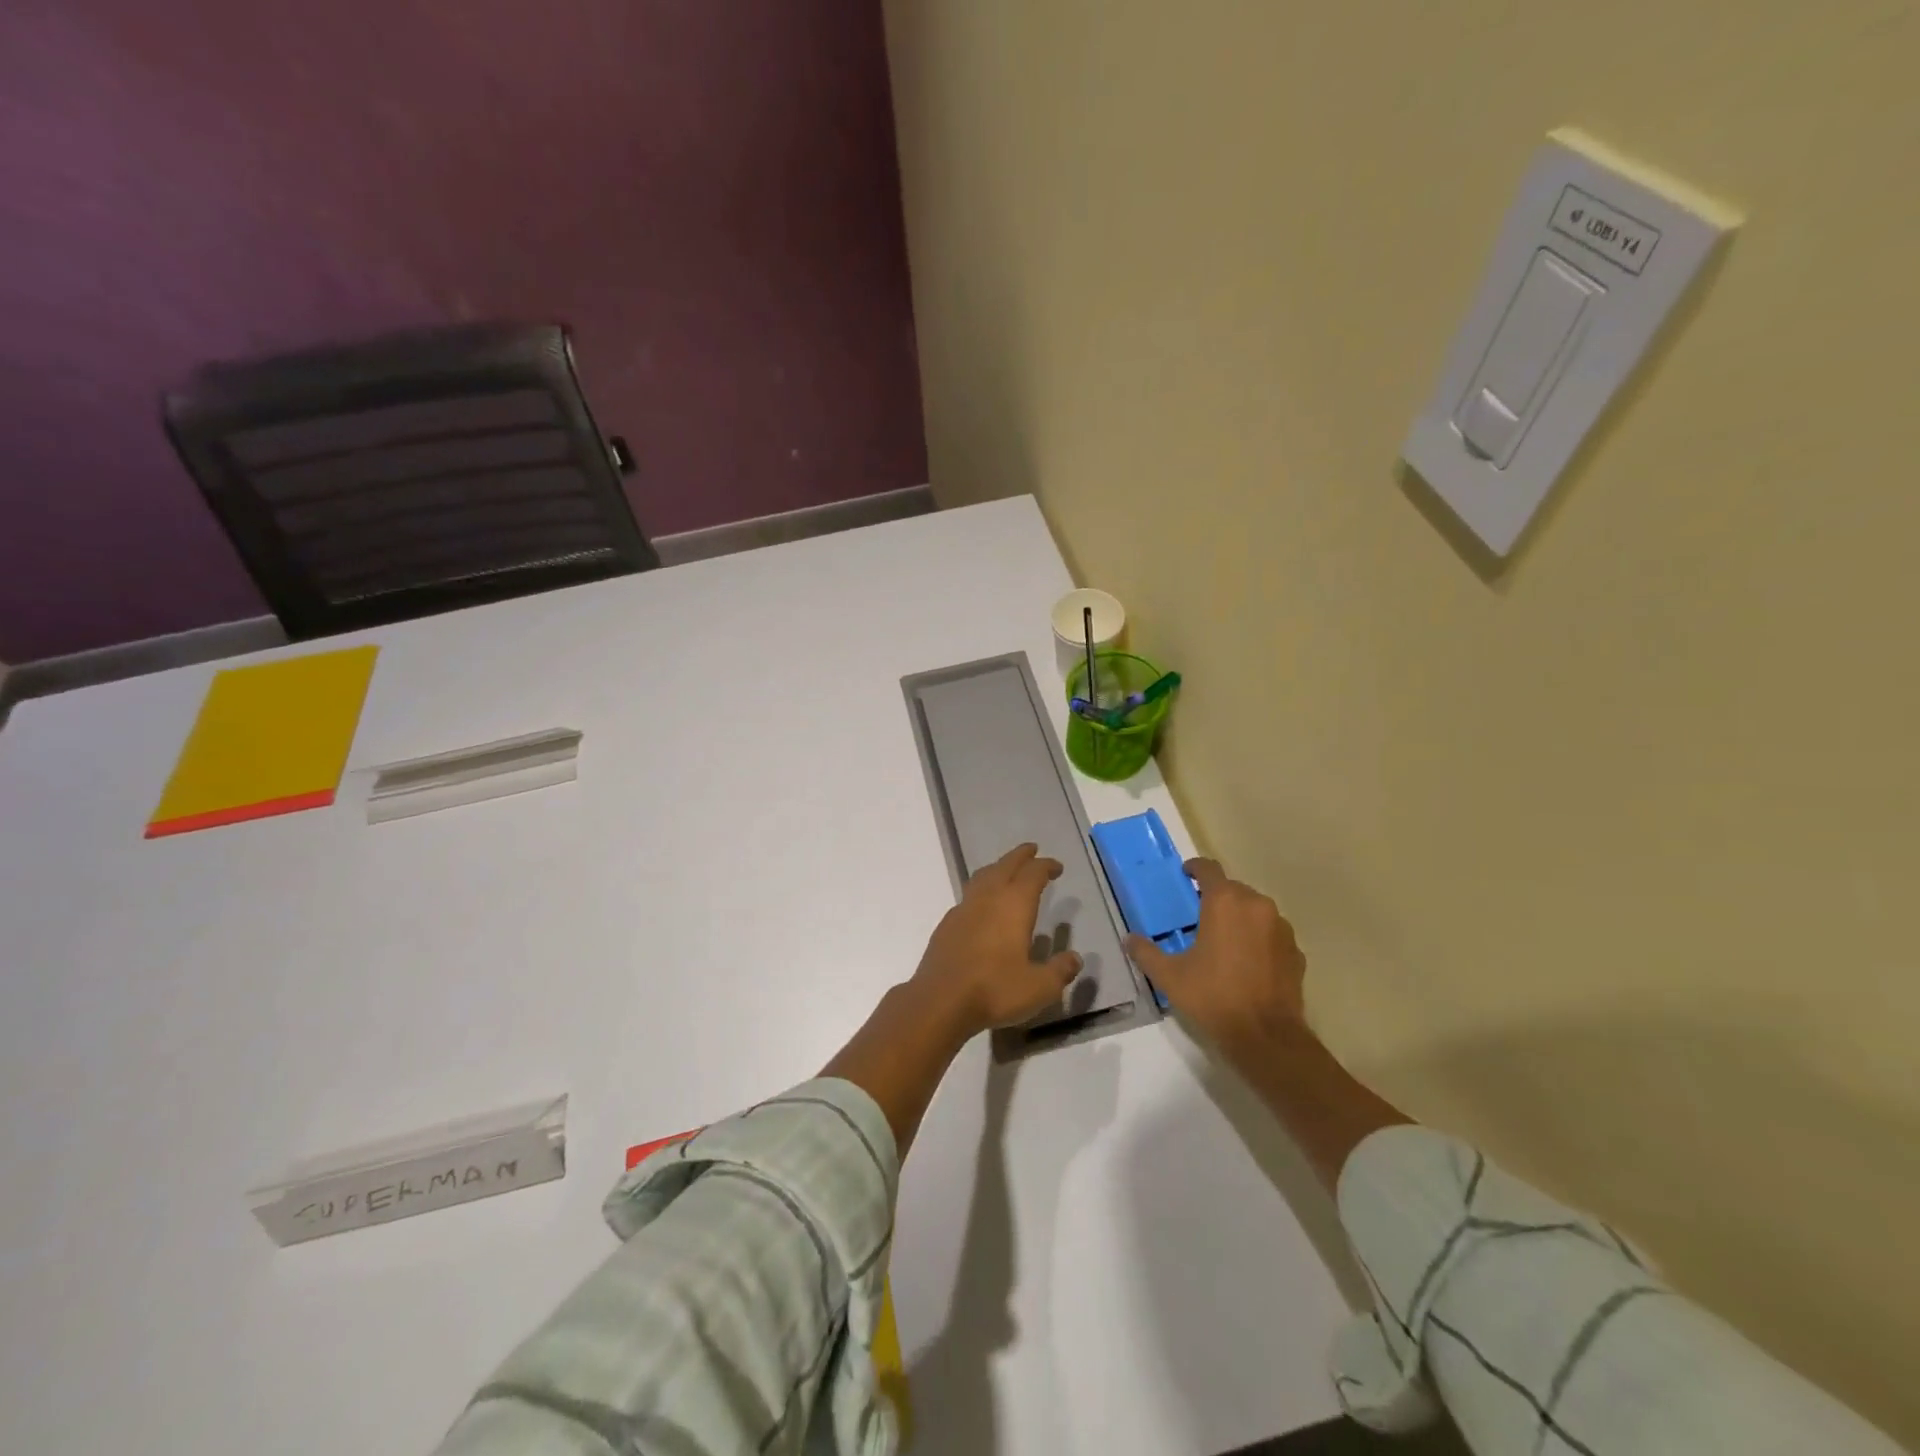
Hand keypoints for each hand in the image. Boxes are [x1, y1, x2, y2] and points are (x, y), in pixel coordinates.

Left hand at [910, 843, 1082, 1039]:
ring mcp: (964, 908)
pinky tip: (982, 906)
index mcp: (1014, 904)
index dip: (1046, 866)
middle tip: (1032, 850)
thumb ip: (1060, 971)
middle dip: (1021, 856)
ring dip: (998, 868)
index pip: (1033, 874)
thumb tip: (1075, 958)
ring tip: (1006, 870)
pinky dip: (981, 890)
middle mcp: (988, 898)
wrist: (940, 1000)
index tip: (1056, 866)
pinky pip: (968, 895)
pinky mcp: (947, 924)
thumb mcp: (1039, 987)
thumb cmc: (995, 989)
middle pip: (1005, 865)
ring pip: (983, 876)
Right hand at [1126, 858, 1306, 1055]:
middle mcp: (1256, 905)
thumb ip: (1146, 952)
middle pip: (1233, 889)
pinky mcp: (1296, 952)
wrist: (1266, 1037)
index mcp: (1224, 902)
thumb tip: (1130, 939)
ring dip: (1240, 917)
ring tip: (1224, 940)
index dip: (1195, 868)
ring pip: (1256, 910)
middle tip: (1199, 916)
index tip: (1185, 875)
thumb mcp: (1169, 976)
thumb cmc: (1213, 997)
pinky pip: (1272, 934)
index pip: (1209, 868)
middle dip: (1216, 897)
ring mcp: (1281, 928)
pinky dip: (1259, 939)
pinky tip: (1248, 962)